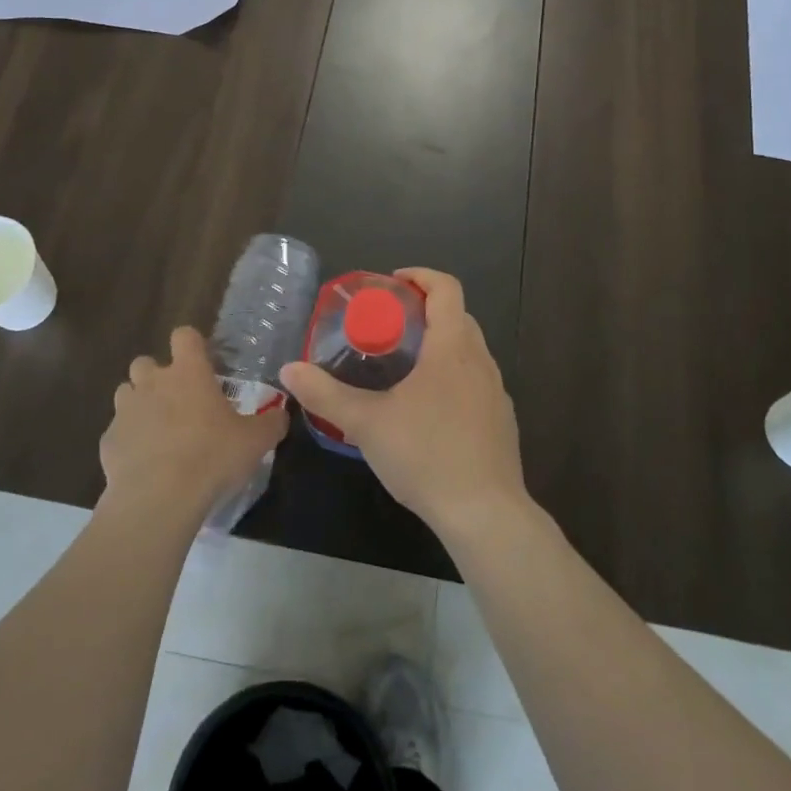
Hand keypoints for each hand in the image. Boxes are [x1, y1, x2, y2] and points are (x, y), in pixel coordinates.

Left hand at [101, 327, 287, 528]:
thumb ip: (271, 423)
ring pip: (126, 393)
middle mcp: (152, 383)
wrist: (159, 499)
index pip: (184, 336)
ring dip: (139, 405)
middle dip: (157, 376)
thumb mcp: (255, 441)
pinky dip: (129, 441)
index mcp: (188, 373)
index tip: (202, 363)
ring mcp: (125, 411)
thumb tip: (281, 415)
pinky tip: (144, 464)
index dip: (192, 345)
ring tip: (159, 432)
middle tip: (178, 402)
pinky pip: (117, 432)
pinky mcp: (107, 441)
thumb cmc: (212, 457)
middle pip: (145, 362)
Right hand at [280, 269, 527, 538]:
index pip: (446, 288)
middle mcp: (481, 360)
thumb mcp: (366, 424)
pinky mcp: (502, 420)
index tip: (392, 284)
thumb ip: (325, 395)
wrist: (485, 514)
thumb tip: (289, 370)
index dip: (420, 276)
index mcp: (452, 347)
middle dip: (425, 311)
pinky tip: (429, 410)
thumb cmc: (426, 455)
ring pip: (469, 350)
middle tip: (388, 325)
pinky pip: (476, 381)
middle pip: (458, 316)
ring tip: (404, 367)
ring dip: (440, 344)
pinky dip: (454, 376)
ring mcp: (496, 391)